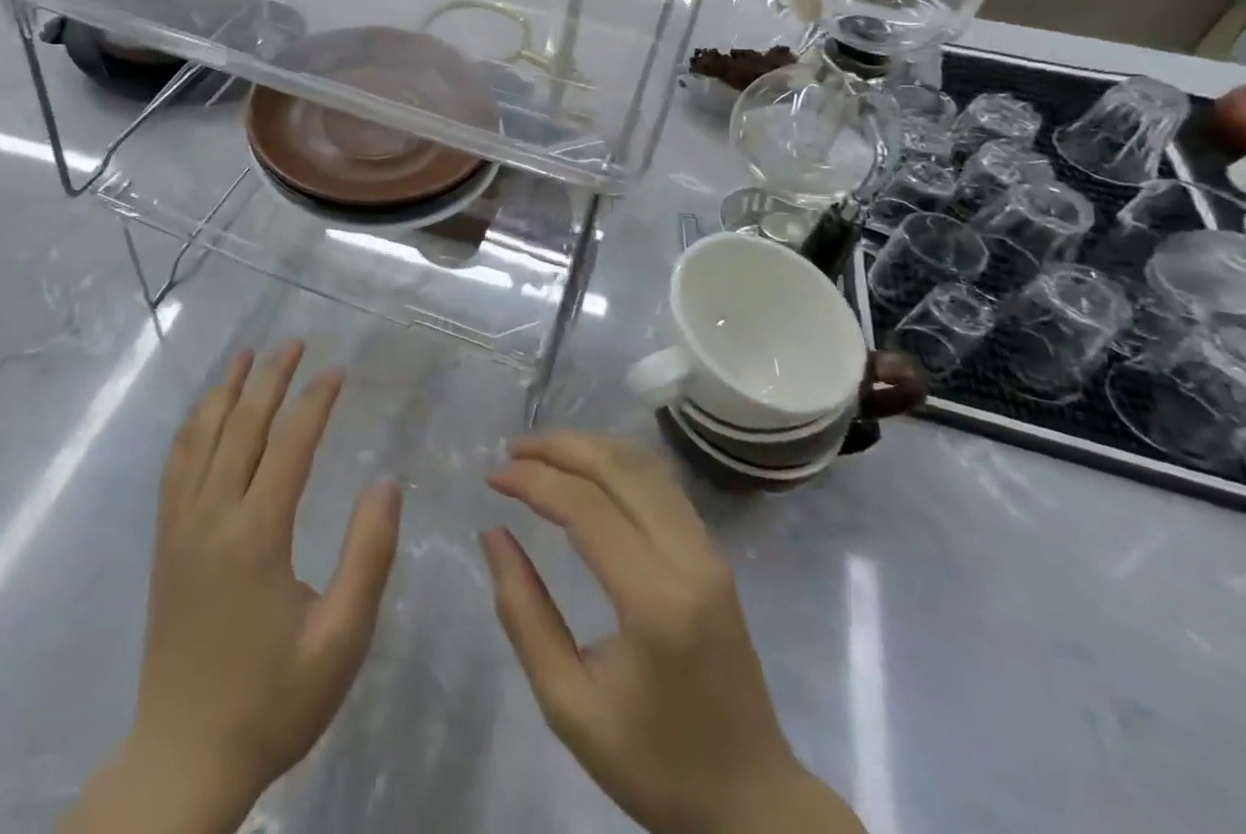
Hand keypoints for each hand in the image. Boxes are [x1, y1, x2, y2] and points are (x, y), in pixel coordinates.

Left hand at [68, 343, 401, 833]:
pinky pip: (175, 465)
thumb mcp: (340, 640)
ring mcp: (181, 525)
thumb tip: (385, 483)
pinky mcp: (165, 541)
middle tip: (294, 342)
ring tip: (247, 355)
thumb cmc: (272, 701)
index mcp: (257, 534)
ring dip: (226, 390)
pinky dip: (193, 426)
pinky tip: (205, 412)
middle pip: (243, 426)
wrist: (184, 757)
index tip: (337, 370)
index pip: (290, 444)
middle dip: (271, 378)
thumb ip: (368, 556)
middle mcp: (213, 515)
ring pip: (202, 436)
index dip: (315, 401)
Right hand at [482, 433, 864, 833]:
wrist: (753, 803)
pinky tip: (587, 469)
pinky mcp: (714, 554)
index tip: (491, 478)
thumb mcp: (570, 707)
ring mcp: (708, 552)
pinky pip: (661, 484)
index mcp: (655, 602)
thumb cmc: (656, 765)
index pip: (586, 507)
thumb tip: (493, 534)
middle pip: (618, 469)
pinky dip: (616, 462)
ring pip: (643, 466)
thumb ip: (525, 615)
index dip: (533, 480)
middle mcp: (688, 560)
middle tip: (511, 452)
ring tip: (540, 453)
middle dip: (558, 447)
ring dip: (588, 447)